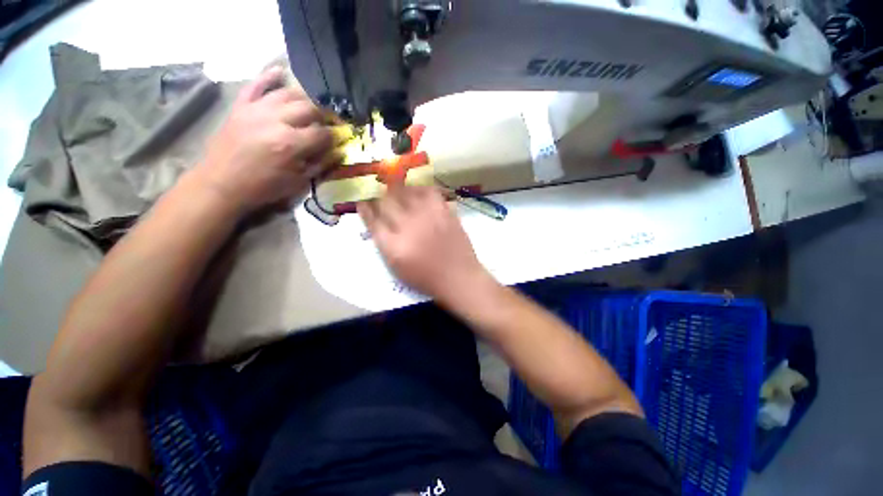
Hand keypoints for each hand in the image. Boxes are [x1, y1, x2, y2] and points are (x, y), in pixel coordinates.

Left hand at [196, 67, 336, 214]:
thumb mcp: (299, 182)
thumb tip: (338, 151)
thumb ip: (320, 164)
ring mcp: (256, 109)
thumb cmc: (264, 187)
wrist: (222, 183)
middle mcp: (276, 120)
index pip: (323, 133)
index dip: (336, 135)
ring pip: (288, 93)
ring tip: (312, 107)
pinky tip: (280, 72)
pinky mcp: (241, 106)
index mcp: (291, 144)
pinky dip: (269, 76)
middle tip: (330, 123)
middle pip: (309, 108)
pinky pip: (256, 85)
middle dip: (325, 115)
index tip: (341, 138)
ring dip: (305, 98)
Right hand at [358, 186, 492, 302]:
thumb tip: (376, 222)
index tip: (362, 202)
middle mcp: (408, 227)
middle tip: (380, 197)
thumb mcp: (397, 267)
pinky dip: (420, 189)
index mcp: (393, 246)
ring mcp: (427, 217)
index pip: (372, 220)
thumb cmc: (426, 277)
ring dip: (398, 190)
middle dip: (379, 197)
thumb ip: (384, 244)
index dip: (365, 209)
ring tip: (398, 193)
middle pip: (386, 202)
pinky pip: (429, 191)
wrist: (458, 276)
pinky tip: (418, 193)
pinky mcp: (444, 212)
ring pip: (406, 192)